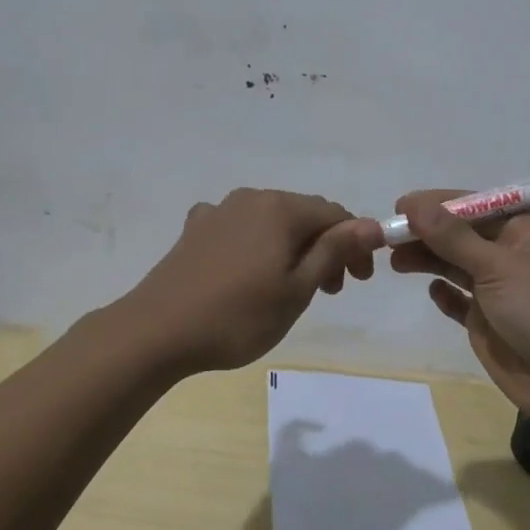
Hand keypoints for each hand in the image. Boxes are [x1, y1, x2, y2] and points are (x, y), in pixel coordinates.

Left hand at [127, 189, 382, 374]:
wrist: (156, 331)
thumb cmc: (237, 316)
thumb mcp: (297, 289)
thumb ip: (335, 252)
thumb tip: (373, 225)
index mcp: (281, 209)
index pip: (335, 215)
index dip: (355, 245)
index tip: (359, 282)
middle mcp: (251, 198)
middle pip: (303, 215)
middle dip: (324, 247)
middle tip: (329, 292)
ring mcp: (218, 211)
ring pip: (271, 222)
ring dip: (292, 248)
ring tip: (291, 287)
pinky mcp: (195, 229)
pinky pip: (239, 228)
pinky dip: (256, 246)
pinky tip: (247, 271)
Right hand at [390, 190, 529, 436]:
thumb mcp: (498, 265)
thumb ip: (453, 237)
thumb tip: (413, 204)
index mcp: (526, 231)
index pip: (474, 206)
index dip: (437, 205)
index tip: (399, 207)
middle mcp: (513, 255)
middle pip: (461, 236)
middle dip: (427, 234)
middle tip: (387, 238)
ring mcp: (501, 291)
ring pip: (457, 266)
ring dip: (428, 260)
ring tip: (396, 262)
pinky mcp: (491, 324)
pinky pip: (460, 302)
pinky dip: (445, 295)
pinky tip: (432, 292)